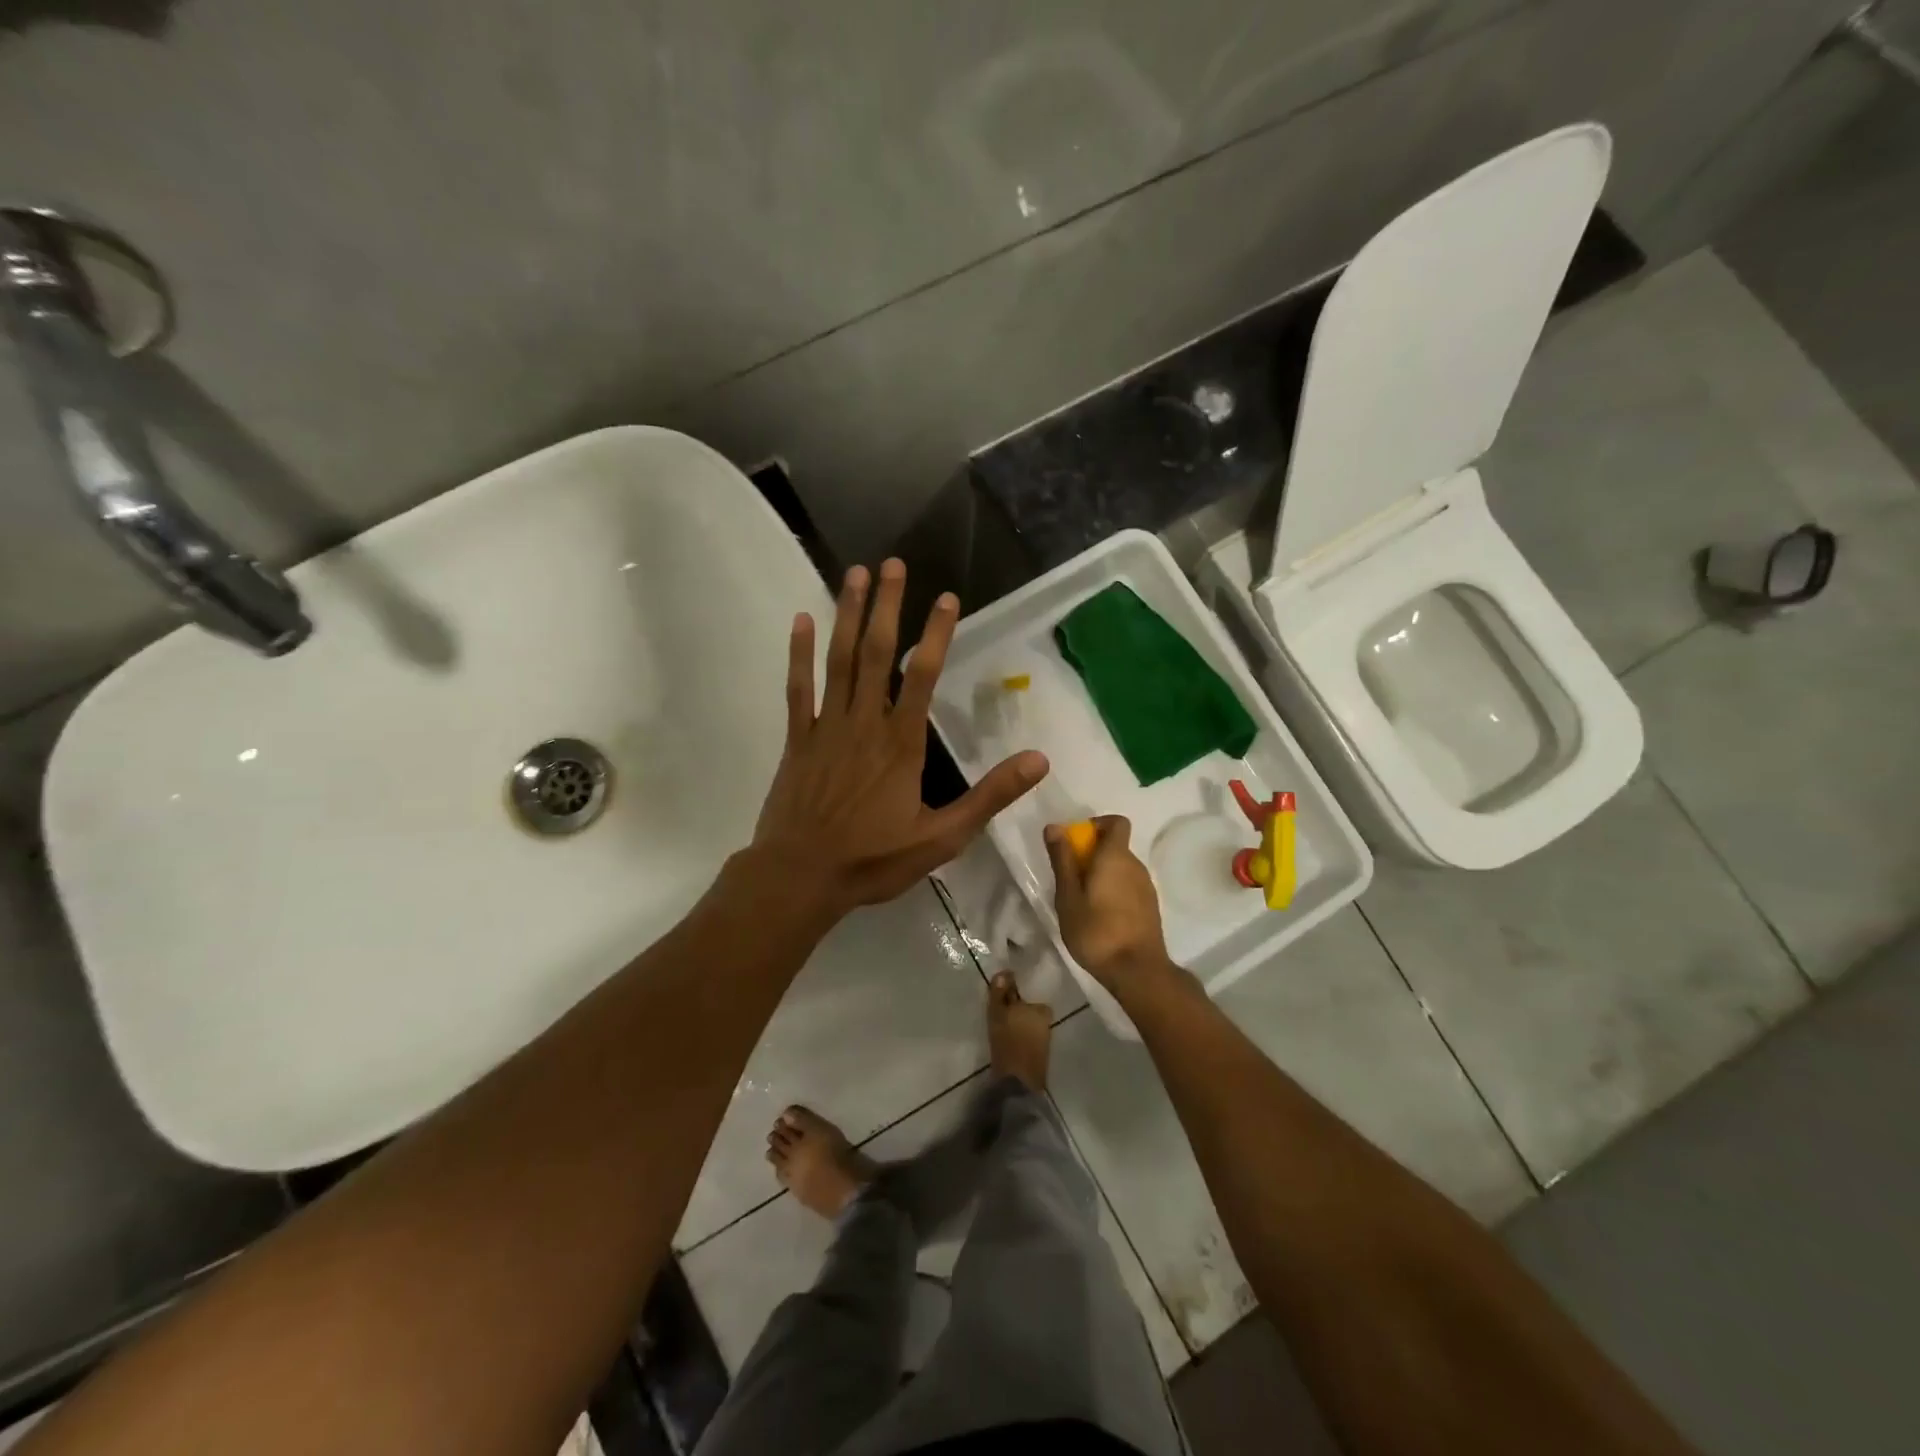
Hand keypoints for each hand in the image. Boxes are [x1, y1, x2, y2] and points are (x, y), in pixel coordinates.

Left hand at [752, 559, 1048, 921]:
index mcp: (901, 742)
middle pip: (876, 652)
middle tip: (892, 563)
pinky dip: (799, 654)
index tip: (947, 597)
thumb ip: (989, 796)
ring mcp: (826, 726)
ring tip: (854, 574)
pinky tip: (801, 621)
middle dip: (886, 606)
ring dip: (846, 615)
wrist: (801, 877)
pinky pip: (798, 688)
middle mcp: (864, 722)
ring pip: (838, 660)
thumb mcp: (942, 837)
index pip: (922, 674)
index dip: (935, 633)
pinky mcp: (797, 738)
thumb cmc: (873, 859)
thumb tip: (1039, 760)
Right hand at [1044, 816, 1171, 985]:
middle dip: (1092, 853)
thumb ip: (1062, 860)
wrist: (1137, 971)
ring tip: (1081, 900)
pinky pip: (1128, 885)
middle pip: (1115, 845)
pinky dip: (1113, 890)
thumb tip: (1054, 827)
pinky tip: (1099, 916)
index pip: (1116, 822)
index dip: (1096, 824)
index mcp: (1116, 856)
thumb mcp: (1068, 896)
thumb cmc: (1096, 931)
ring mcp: (1147, 887)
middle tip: (1069, 878)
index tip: (1076, 842)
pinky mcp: (1150, 906)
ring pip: (1121, 867)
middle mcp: (1136, 865)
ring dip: (1102, 874)